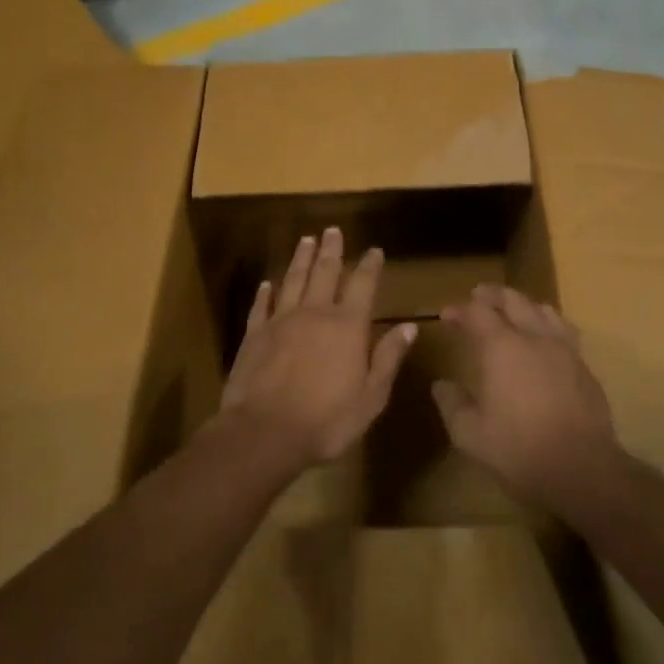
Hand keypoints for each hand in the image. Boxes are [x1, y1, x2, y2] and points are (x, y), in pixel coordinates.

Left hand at [220, 228, 417, 472]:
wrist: (264, 433)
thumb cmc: (326, 420)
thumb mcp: (371, 396)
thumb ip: (388, 358)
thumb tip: (409, 327)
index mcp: (347, 326)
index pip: (362, 285)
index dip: (369, 266)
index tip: (374, 250)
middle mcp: (315, 313)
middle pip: (324, 272)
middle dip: (331, 250)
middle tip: (332, 231)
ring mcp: (281, 321)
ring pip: (293, 280)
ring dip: (300, 259)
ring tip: (306, 240)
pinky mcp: (254, 335)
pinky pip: (261, 305)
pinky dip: (265, 292)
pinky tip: (267, 283)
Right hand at [433, 285, 619, 513]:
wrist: (582, 469)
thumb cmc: (519, 449)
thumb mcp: (470, 434)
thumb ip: (452, 404)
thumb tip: (441, 385)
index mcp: (502, 347)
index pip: (477, 313)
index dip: (460, 310)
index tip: (447, 316)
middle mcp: (534, 337)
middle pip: (513, 299)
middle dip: (492, 295)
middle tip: (478, 296)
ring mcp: (564, 349)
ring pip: (543, 309)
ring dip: (523, 304)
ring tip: (513, 310)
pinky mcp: (584, 366)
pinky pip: (564, 330)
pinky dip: (547, 323)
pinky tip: (545, 338)